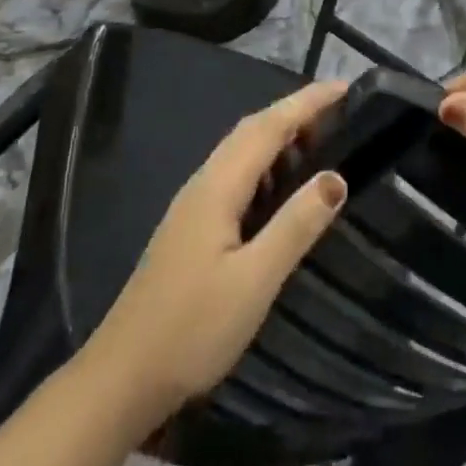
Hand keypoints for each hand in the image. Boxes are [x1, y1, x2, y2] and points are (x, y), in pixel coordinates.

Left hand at [85, 81, 349, 418]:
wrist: (121, 378)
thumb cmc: (192, 329)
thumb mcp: (254, 281)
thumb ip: (295, 226)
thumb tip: (337, 176)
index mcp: (218, 185)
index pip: (269, 126)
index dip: (307, 103)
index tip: (344, 87)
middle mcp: (204, 182)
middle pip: (252, 130)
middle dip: (294, 113)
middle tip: (338, 112)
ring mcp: (193, 205)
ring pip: (241, 151)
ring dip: (278, 137)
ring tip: (318, 143)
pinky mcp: (190, 227)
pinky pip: (234, 174)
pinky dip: (264, 164)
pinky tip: (279, 189)